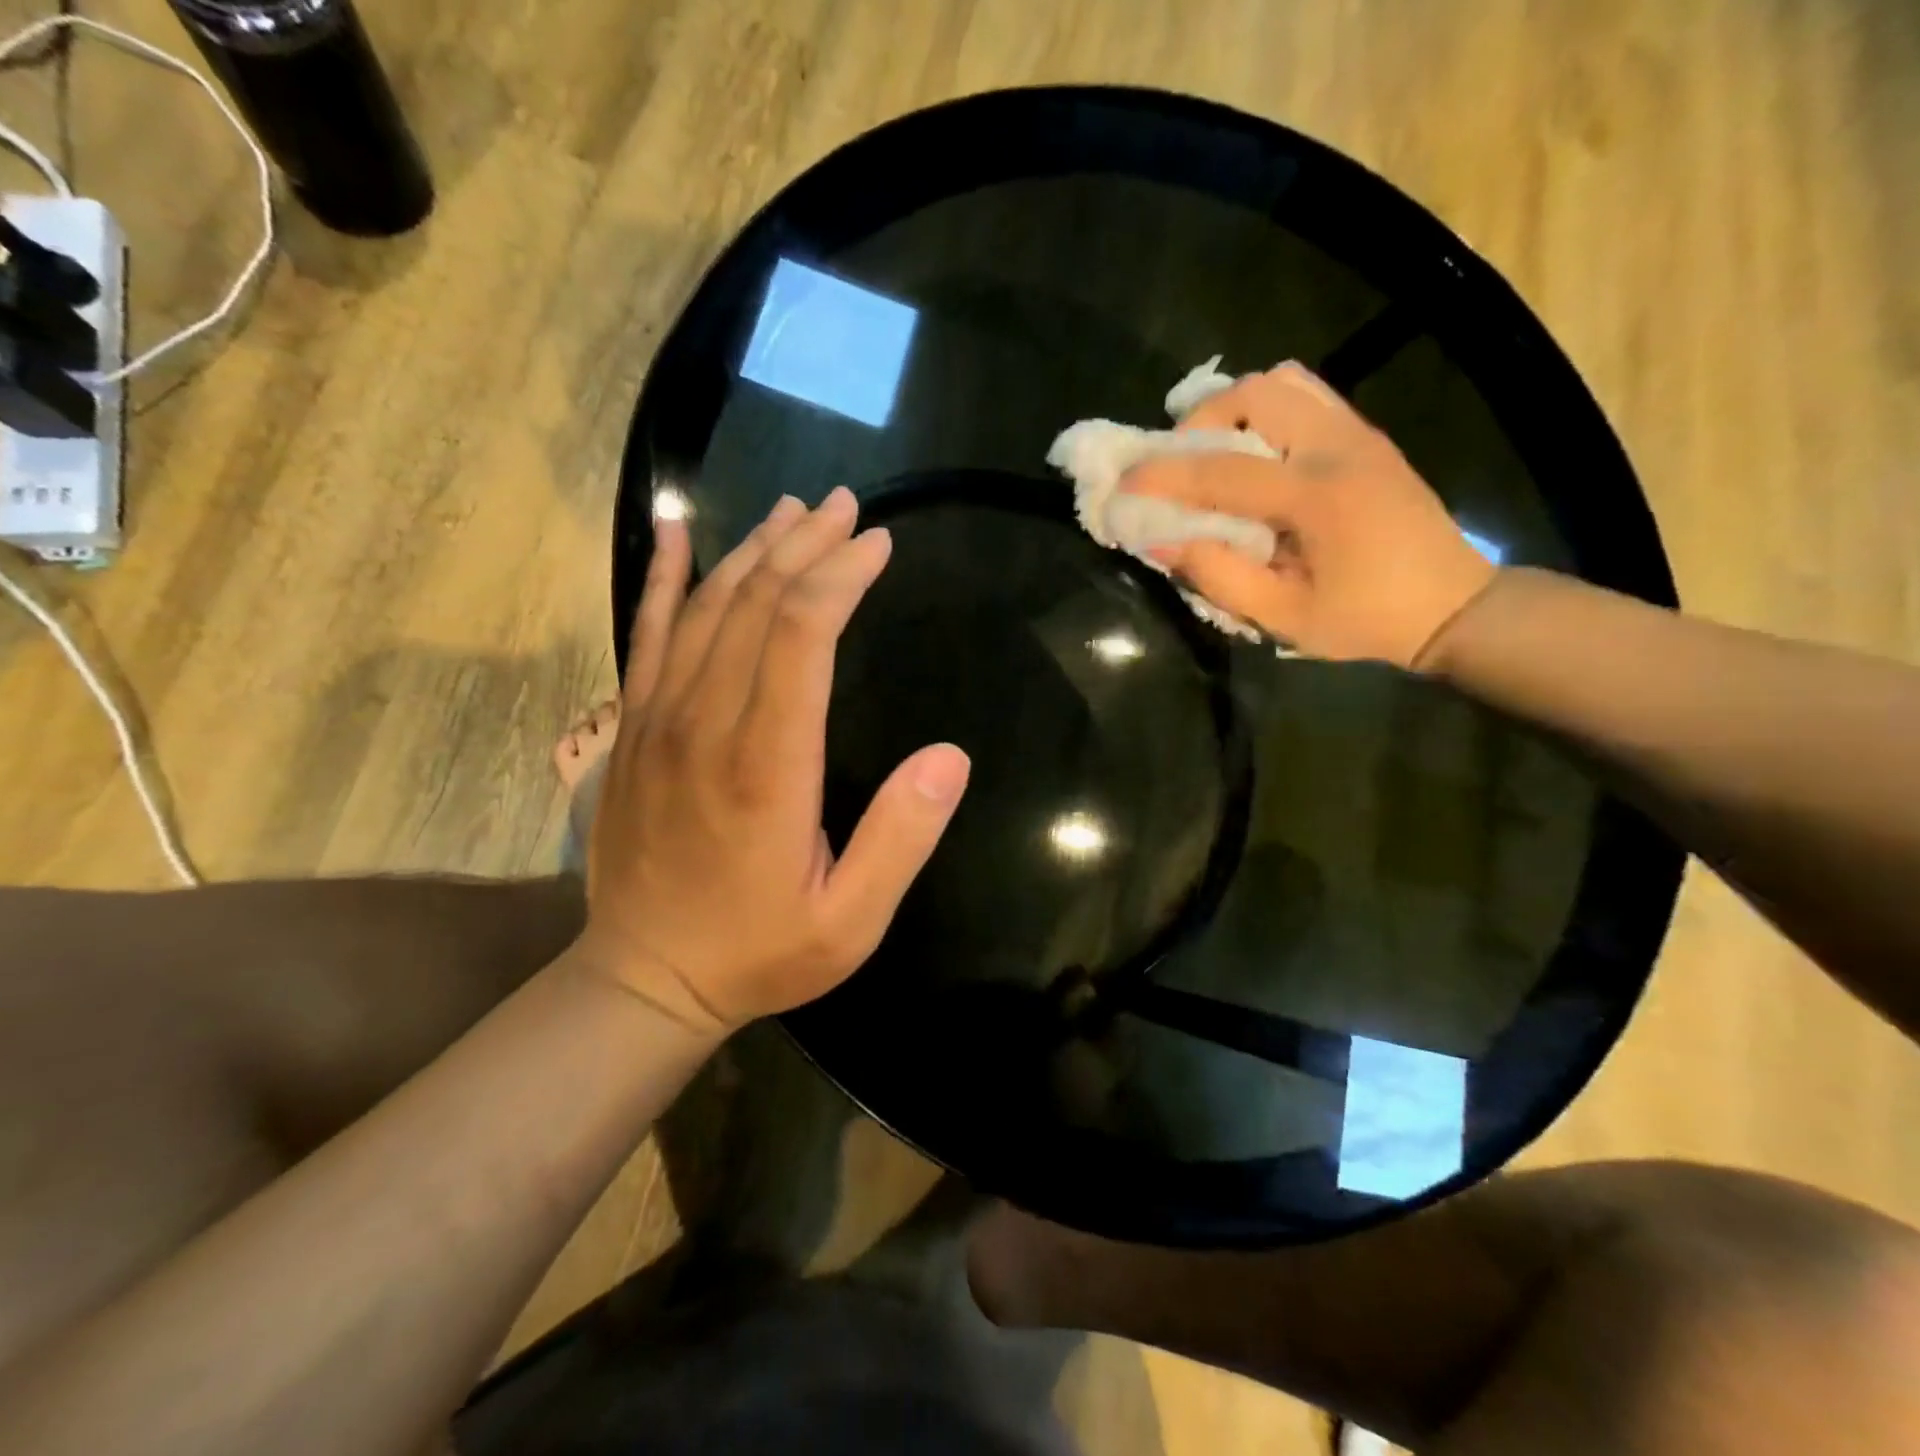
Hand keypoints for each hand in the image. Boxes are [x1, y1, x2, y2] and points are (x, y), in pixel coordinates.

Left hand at [578, 488, 971, 1034]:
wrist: (644, 979)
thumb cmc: (759, 952)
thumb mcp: (851, 922)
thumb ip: (901, 838)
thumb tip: (950, 757)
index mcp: (765, 766)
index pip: (800, 635)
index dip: (840, 577)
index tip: (877, 544)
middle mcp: (705, 725)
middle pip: (754, 604)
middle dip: (805, 546)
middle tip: (846, 507)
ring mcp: (657, 721)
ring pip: (705, 607)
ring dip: (753, 550)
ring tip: (792, 510)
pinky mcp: (632, 729)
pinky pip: (645, 634)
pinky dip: (665, 577)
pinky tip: (681, 534)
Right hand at [1123, 362, 1496, 667]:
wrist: (1454, 606)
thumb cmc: (1367, 620)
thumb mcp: (1286, 616)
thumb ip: (1220, 577)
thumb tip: (1162, 543)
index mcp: (1319, 496)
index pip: (1223, 471)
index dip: (1164, 475)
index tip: (1123, 483)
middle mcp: (1340, 447)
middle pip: (1256, 392)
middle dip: (1201, 419)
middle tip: (1178, 461)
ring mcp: (1359, 434)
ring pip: (1284, 382)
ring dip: (1234, 407)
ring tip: (1212, 450)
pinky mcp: (1367, 437)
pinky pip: (1308, 396)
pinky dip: (1266, 411)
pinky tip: (1252, 452)